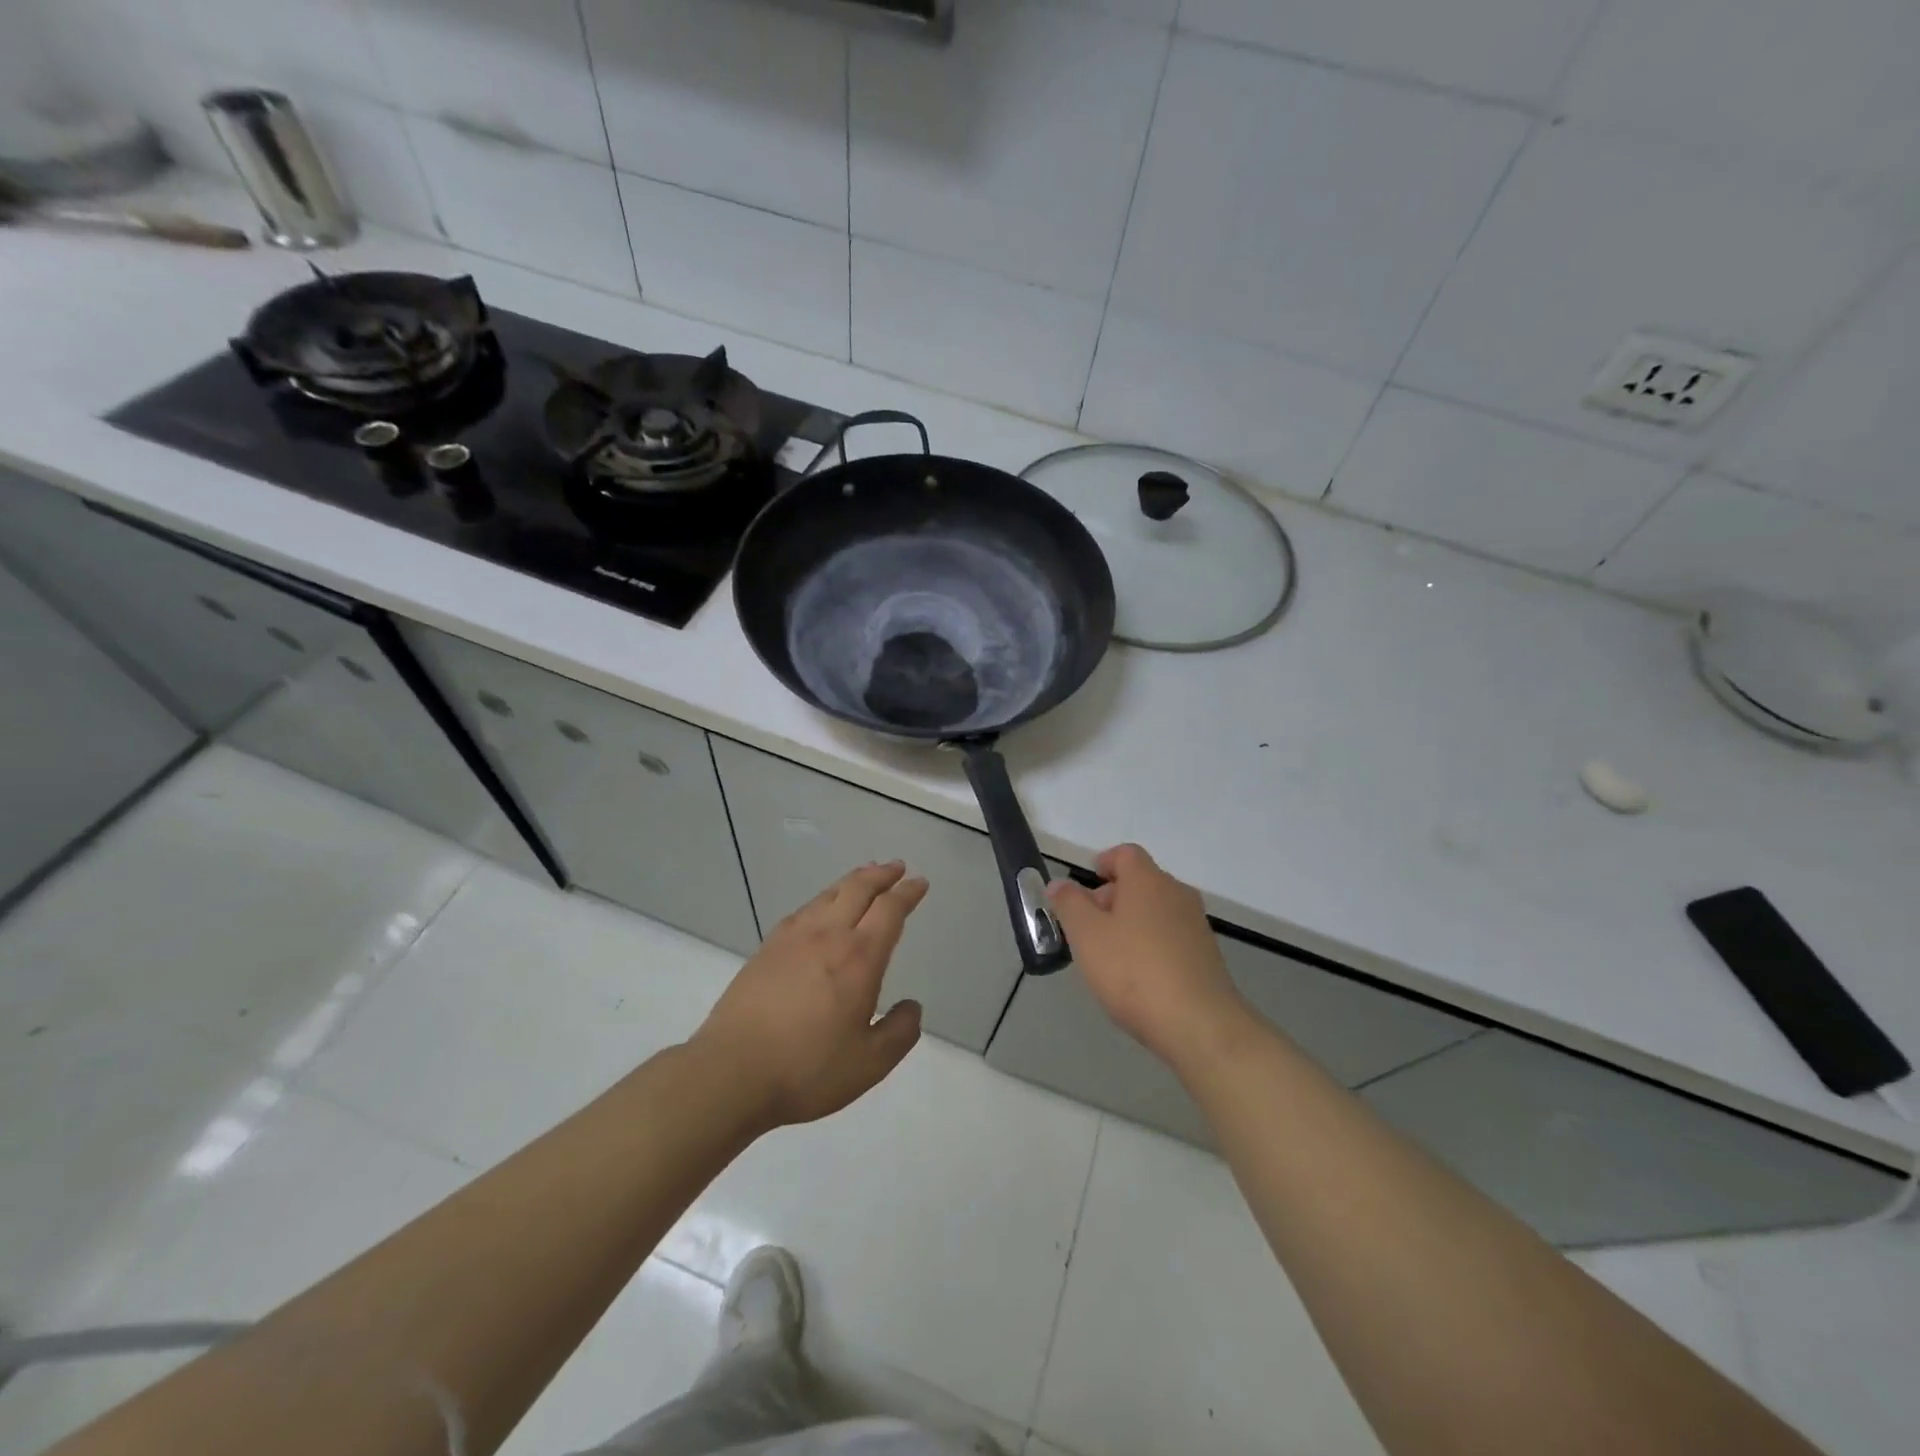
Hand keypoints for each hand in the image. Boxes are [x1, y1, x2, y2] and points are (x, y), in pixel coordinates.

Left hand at [692, 861, 926, 1128]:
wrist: (731, 1073)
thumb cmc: (807, 1070)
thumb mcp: (870, 1064)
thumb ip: (899, 1032)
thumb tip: (911, 1007)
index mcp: (859, 958)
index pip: (890, 910)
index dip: (907, 893)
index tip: (919, 883)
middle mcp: (828, 936)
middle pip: (859, 889)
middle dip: (882, 874)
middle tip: (896, 867)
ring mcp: (793, 938)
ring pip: (829, 894)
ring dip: (852, 881)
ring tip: (864, 876)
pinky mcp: (767, 949)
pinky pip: (803, 910)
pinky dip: (822, 899)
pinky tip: (820, 908)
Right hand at [1047, 844, 1250, 1071]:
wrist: (1199, 1024)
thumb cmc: (1134, 971)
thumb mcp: (1087, 935)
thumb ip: (1069, 904)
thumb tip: (1059, 883)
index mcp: (1148, 881)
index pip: (1125, 854)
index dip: (1103, 863)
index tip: (1085, 887)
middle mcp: (1176, 894)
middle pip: (1141, 882)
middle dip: (1112, 898)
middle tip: (1088, 929)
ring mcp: (1196, 925)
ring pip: (1156, 911)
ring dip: (1131, 923)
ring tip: (1109, 957)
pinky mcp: (1206, 955)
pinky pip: (1171, 937)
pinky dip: (1151, 945)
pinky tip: (1138, 978)